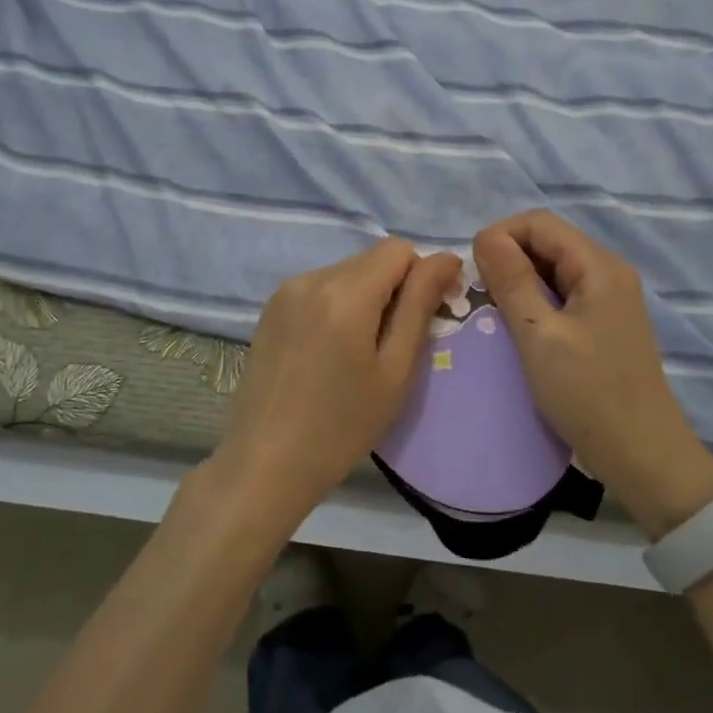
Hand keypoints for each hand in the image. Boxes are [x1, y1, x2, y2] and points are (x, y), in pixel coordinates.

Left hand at [208, 238, 461, 532]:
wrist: (266, 463)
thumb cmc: (342, 426)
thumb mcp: (395, 370)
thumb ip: (419, 306)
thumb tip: (447, 258)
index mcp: (346, 292)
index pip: (399, 250)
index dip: (420, 277)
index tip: (422, 319)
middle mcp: (313, 278)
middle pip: (371, 259)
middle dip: (392, 289)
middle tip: (391, 345)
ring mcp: (286, 291)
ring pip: (345, 272)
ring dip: (364, 297)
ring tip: (356, 353)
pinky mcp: (270, 308)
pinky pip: (319, 287)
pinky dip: (336, 305)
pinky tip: (329, 351)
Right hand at [473, 212, 712, 535]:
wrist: (642, 454)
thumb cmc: (588, 393)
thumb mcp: (539, 336)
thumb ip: (512, 281)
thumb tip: (485, 236)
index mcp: (598, 266)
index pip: (538, 223)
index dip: (500, 236)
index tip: (473, 274)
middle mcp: (608, 272)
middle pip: (547, 242)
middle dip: (507, 259)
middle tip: (478, 297)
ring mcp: (609, 298)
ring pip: (552, 269)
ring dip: (518, 282)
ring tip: (493, 314)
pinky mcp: (604, 323)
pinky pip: (562, 295)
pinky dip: (534, 303)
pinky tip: (518, 330)